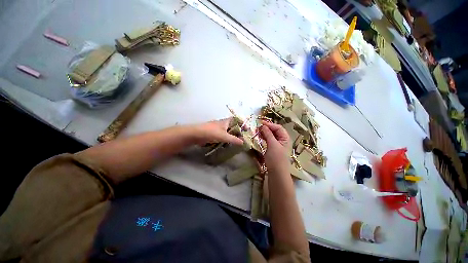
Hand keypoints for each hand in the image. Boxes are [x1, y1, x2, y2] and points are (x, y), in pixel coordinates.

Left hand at [192, 118, 243, 145]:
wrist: (196, 134)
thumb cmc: (211, 132)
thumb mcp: (224, 136)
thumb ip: (234, 139)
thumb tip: (243, 142)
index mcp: (226, 121)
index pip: (237, 119)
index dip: (242, 123)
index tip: (247, 130)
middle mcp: (223, 124)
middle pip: (233, 126)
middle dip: (238, 131)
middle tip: (244, 138)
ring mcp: (218, 129)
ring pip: (228, 131)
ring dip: (233, 136)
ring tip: (238, 142)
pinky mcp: (214, 134)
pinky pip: (223, 136)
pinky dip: (227, 139)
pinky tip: (229, 144)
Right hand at [260, 121, 290, 173]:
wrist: (277, 173)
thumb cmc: (276, 158)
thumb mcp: (272, 145)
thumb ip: (268, 134)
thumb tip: (263, 126)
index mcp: (285, 138)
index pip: (278, 128)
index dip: (270, 124)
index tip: (261, 123)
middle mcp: (282, 140)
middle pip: (275, 131)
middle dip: (267, 128)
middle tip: (258, 127)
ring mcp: (277, 145)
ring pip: (271, 136)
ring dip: (265, 132)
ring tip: (257, 131)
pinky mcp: (273, 149)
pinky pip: (269, 140)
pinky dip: (264, 138)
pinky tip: (259, 137)